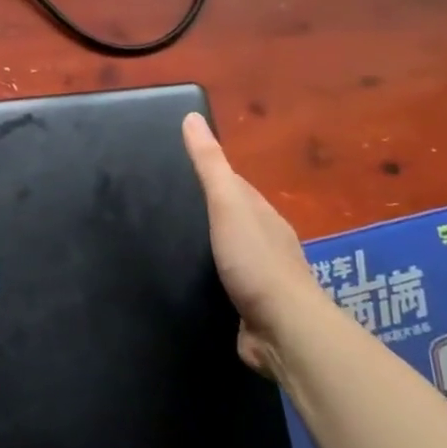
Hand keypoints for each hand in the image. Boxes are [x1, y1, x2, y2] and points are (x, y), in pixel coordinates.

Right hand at [181, 113, 331, 376]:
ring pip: (227, 252)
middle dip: (205, 211)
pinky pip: (223, 284)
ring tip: (167, 242)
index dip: (209, 175)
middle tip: (163, 206)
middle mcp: (265, 243)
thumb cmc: (255, 261)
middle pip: (232, 219)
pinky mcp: (249, 308)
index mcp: (263, 215)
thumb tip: (191, 117)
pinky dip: (206, 278)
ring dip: (205, 247)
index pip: (235, 186)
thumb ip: (209, 166)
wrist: (284, 330)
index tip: (176, 168)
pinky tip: (185, 280)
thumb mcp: (228, 204)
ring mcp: (259, 277)